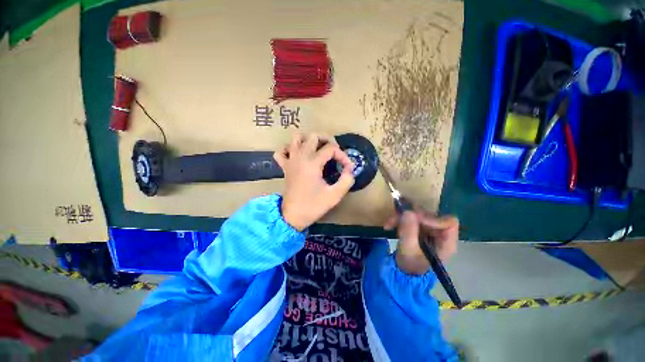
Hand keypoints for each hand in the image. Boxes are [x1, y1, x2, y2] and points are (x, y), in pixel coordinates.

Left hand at [274, 133, 354, 230]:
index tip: (347, 167)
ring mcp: (291, 160)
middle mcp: (301, 157)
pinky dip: (289, 149)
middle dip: (327, 140)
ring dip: (308, 140)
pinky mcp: (285, 167)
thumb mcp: (335, 195)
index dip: (343, 155)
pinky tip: (298, 155)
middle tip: (334, 152)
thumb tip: (350, 169)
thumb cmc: (313, 206)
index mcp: (313, 163)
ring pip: (296, 138)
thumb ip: (346, 180)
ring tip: (317, 149)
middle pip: (314, 136)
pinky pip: (281, 151)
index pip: (331, 148)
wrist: (293, 216)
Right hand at [384, 210, 458, 274]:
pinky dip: (399, 219)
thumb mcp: (408, 250)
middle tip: (396, 219)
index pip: (448, 222)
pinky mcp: (420, 228)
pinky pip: (411, 217)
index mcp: (446, 243)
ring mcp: (430, 230)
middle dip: (411, 216)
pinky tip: (389, 225)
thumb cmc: (410, 264)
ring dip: (401, 217)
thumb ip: (409, 231)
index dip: (432, 219)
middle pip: (430, 216)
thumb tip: (408, 212)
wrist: (403, 271)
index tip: (415, 219)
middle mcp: (440, 234)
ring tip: (389, 224)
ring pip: (418, 215)